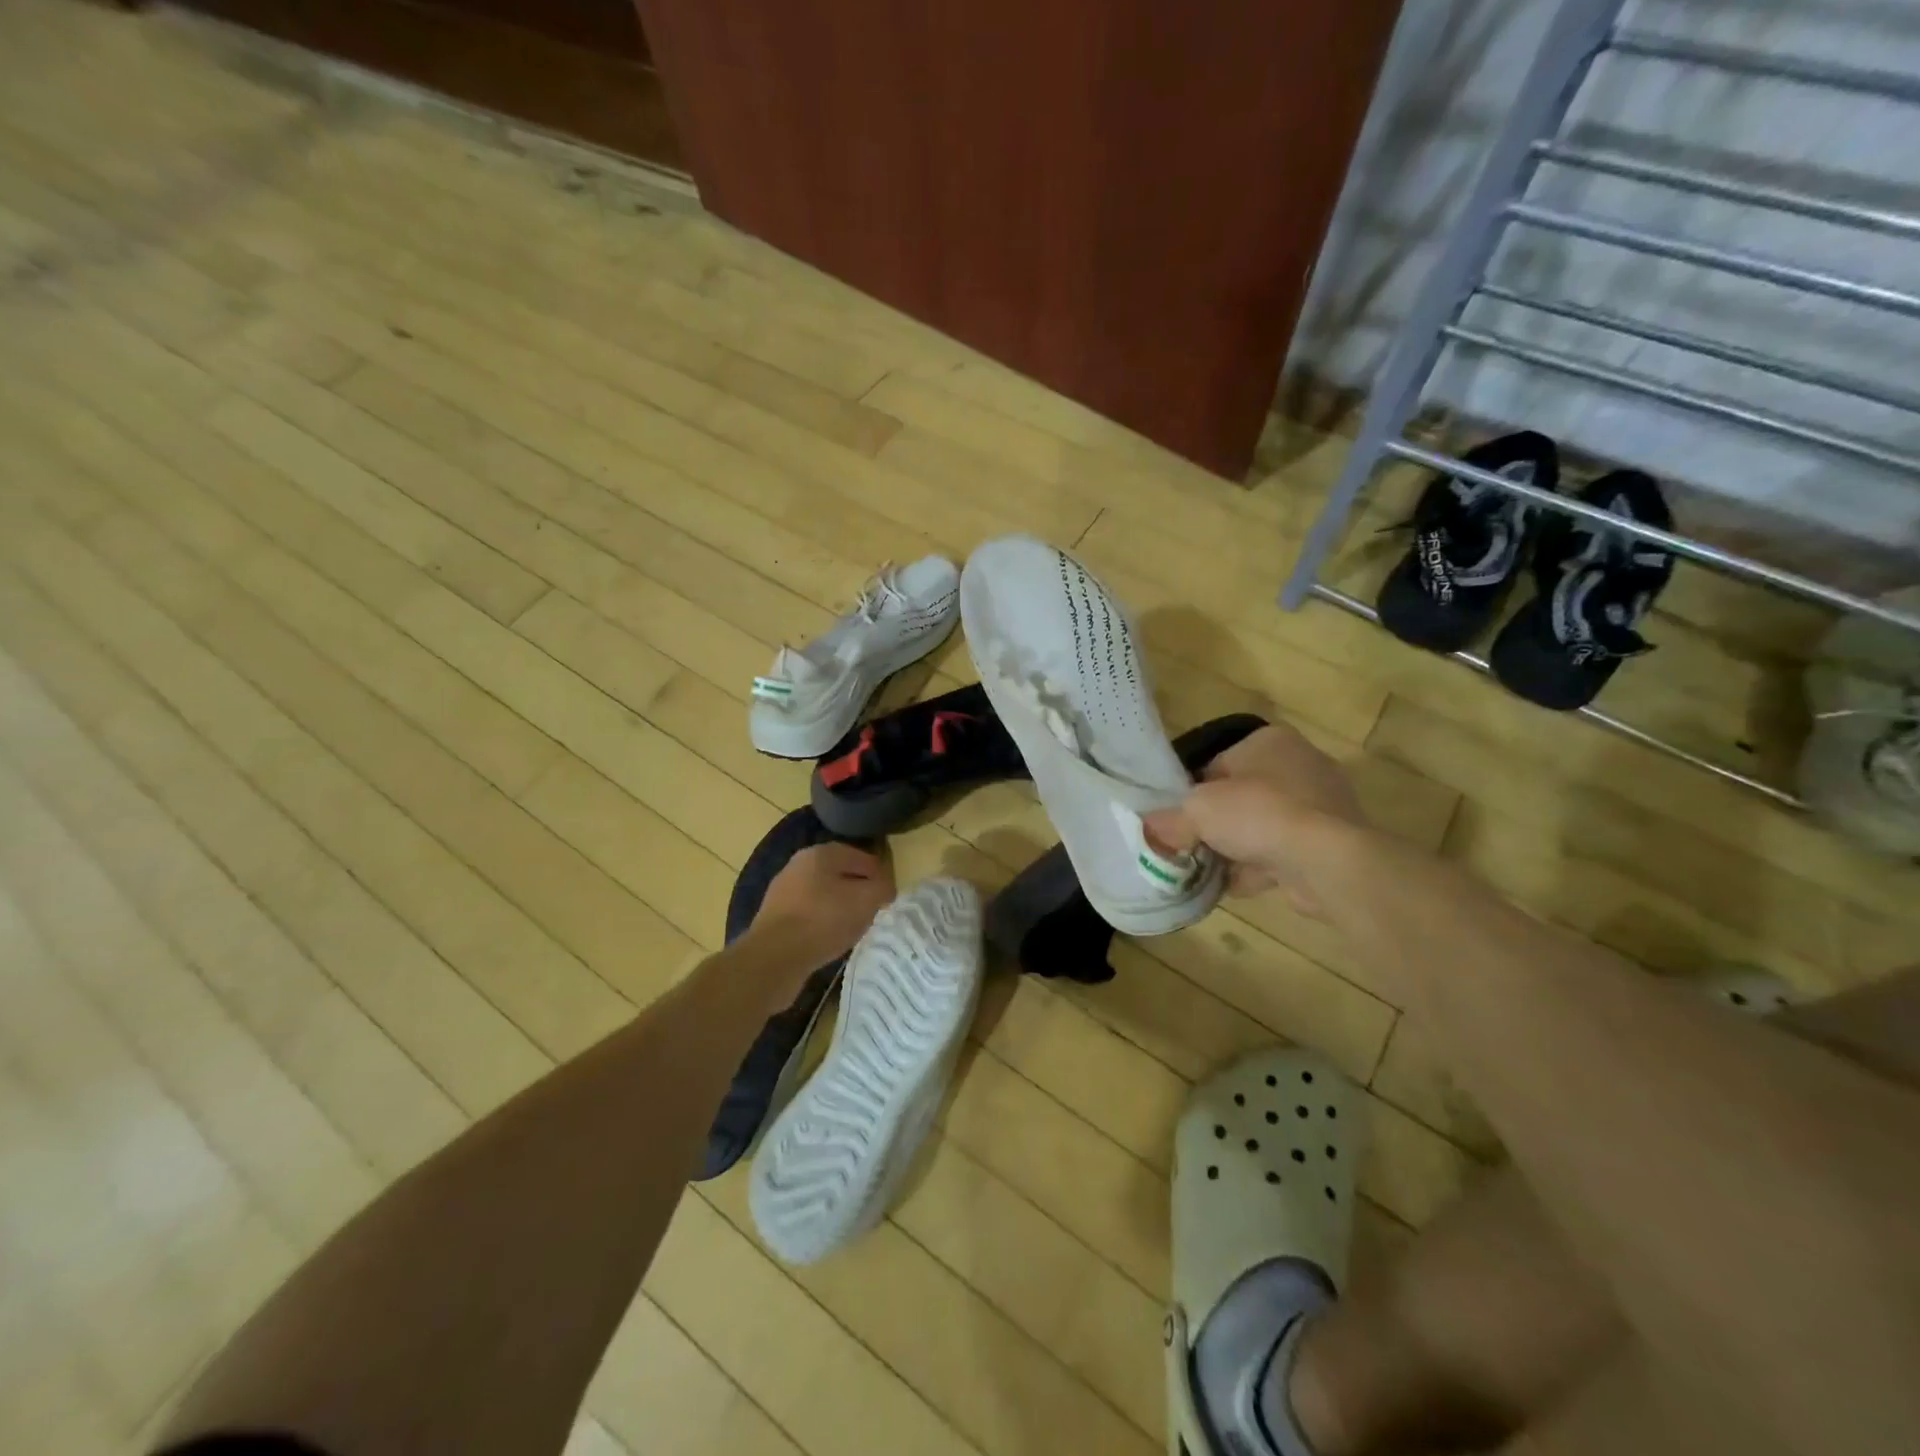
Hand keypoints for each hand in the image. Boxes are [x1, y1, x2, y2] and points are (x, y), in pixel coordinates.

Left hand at [748, 842, 893, 967]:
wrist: (774, 957)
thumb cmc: (824, 920)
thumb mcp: (866, 900)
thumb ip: (883, 888)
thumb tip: (885, 887)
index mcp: (821, 853)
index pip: (861, 857)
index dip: (879, 875)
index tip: (890, 895)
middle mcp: (798, 864)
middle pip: (839, 874)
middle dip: (858, 890)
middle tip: (874, 910)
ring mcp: (783, 890)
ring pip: (822, 894)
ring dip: (839, 907)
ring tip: (854, 927)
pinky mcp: (774, 916)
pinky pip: (808, 914)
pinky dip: (821, 922)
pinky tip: (829, 939)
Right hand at [1144, 723, 1367, 913]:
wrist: (1326, 861)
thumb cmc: (1258, 814)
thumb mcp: (1197, 811)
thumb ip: (1170, 819)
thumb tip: (1150, 830)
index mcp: (1269, 741)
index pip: (1218, 763)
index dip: (1193, 791)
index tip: (1179, 817)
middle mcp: (1300, 764)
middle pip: (1240, 795)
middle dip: (1216, 823)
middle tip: (1191, 844)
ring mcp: (1320, 805)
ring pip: (1261, 825)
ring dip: (1237, 848)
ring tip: (1208, 869)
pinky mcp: (1330, 842)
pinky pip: (1283, 851)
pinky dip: (1260, 867)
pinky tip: (1236, 886)